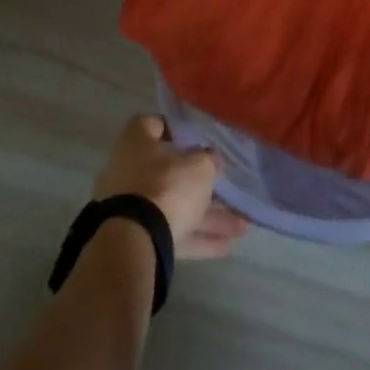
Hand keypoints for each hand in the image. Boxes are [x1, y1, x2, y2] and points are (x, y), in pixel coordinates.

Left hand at [92, 115, 249, 259]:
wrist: (134, 243)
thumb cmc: (167, 186)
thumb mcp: (199, 166)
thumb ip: (208, 159)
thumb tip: (210, 158)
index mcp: (136, 143)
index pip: (154, 124)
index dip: (176, 129)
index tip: (198, 137)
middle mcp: (129, 171)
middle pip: (169, 172)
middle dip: (201, 184)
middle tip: (228, 189)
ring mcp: (131, 208)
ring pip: (175, 206)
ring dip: (207, 216)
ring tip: (241, 226)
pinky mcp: (137, 237)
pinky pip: (172, 232)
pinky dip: (197, 237)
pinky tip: (226, 245)